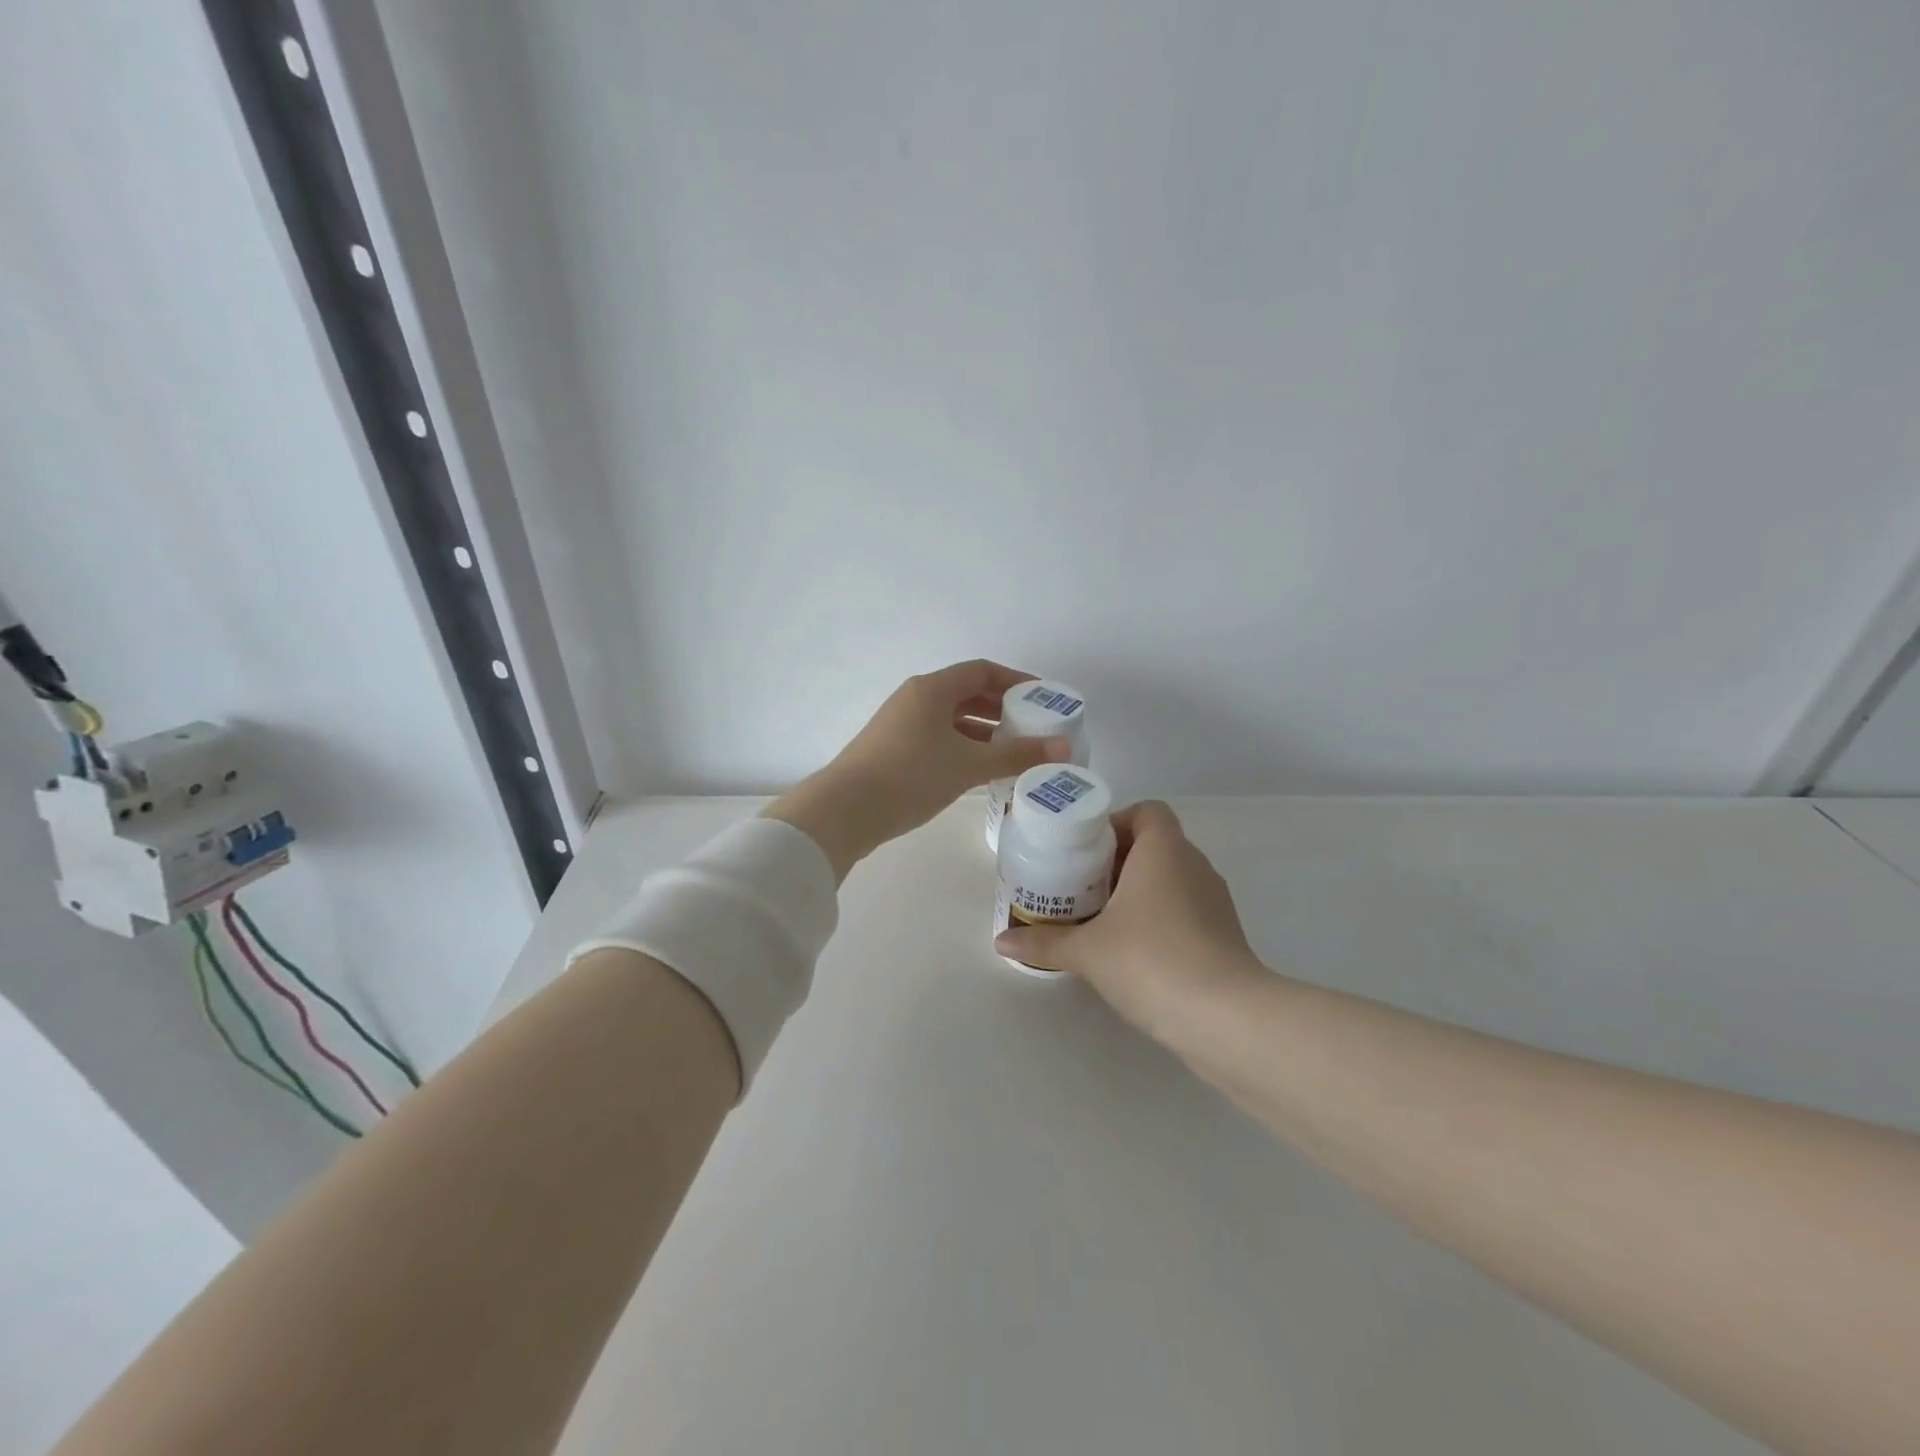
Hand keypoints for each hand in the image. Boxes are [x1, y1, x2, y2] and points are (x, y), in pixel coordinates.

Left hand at [765, 660, 1071, 880]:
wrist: (846, 810)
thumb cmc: (912, 775)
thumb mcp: (969, 764)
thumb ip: (1017, 754)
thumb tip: (1063, 747)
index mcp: (932, 689)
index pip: (982, 671)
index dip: (1016, 680)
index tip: (1043, 698)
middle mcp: (915, 698)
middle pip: (967, 693)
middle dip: (1002, 708)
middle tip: (1033, 726)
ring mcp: (901, 724)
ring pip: (951, 718)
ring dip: (983, 730)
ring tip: (1013, 750)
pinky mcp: (893, 749)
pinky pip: (938, 737)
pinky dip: (963, 746)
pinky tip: (980, 769)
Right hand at [994, 800, 1262, 1037]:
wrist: (1225, 1018)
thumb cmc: (1151, 960)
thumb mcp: (1087, 951)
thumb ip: (1044, 941)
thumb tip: (1001, 941)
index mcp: (1164, 850)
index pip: (1147, 811)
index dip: (1116, 823)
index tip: (1085, 852)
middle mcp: (1194, 865)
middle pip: (1155, 844)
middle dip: (1117, 861)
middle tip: (1081, 886)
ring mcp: (1215, 900)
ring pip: (1171, 878)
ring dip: (1139, 890)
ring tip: (1101, 918)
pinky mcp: (1225, 934)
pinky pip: (1186, 908)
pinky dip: (1160, 917)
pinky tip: (1133, 950)